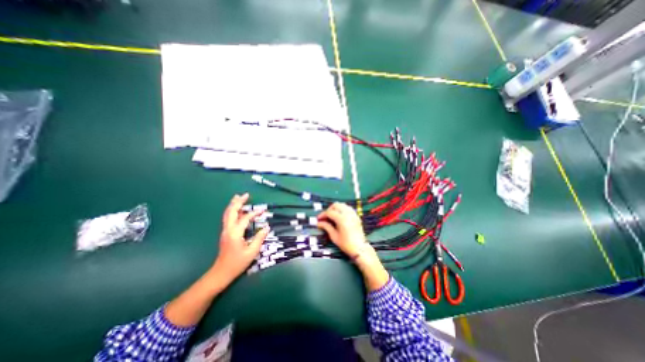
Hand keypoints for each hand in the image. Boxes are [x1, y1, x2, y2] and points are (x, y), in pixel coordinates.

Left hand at [212, 193, 269, 283]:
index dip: (254, 213)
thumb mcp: (252, 252)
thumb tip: (267, 227)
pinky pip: (228, 218)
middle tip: (246, 194)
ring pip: (227, 214)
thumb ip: (259, 238)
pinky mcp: (225, 233)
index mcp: (235, 233)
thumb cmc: (237, 263)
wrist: (221, 273)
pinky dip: (233, 211)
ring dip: (233, 205)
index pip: (245, 219)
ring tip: (239, 197)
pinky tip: (238, 210)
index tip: (263, 210)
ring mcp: (225, 231)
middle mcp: (228, 230)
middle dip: (238, 202)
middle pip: (231, 212)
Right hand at [316, 204, 387, 290]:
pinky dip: (342, 209)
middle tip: (325, 217)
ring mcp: (353, 214)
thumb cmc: (346, 244)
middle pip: (336, 205)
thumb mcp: (334, 236)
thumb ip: (326, 227)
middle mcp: (347, 213)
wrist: (359, 248)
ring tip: (332, 216)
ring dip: (336, 208)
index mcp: (341, 218)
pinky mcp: (356, 216)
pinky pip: (347, 208)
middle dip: (329, 209)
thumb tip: (319, 223)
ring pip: (342, 205)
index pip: (329, 212)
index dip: (322, 215)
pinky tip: (339, 216)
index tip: (318, 219)